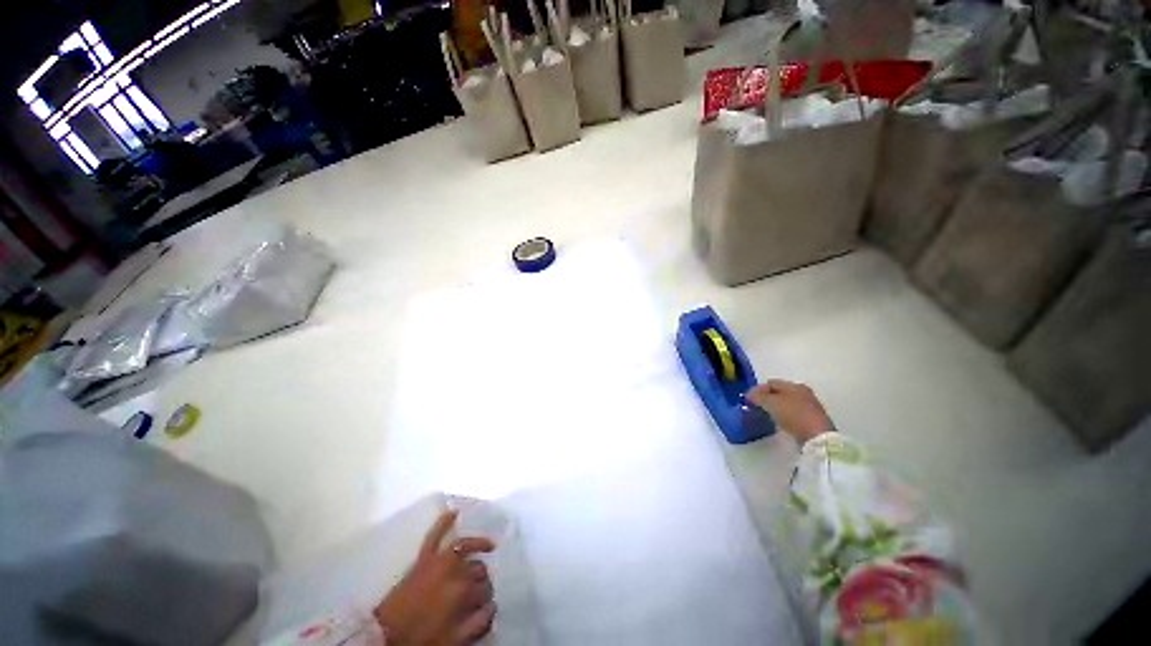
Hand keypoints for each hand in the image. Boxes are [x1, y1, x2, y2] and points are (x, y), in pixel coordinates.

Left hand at [374, 510, 496, 645]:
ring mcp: (438, 561)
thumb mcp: (453, 638)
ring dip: (477, 547)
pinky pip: (434, 535)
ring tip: (488, 547)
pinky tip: (454, 511)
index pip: (486, 590)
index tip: (487, 606)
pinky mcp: (423, 558)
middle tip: (482, 589)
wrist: (384, 635)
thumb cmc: (420, 638)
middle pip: (479, 569)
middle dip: (484, 578)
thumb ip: (477, 623)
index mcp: (462, 593)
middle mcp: (454, 571)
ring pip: (465, 547)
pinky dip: (444, 522)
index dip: (488, 599)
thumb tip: (493, 607)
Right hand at [747, 379, 832, 444]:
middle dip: (766, 397)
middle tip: (755, 406)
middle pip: (779, 392)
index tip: (748, 399)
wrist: (818, 437)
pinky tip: (778, 421)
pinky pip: (792, 412)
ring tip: (764, 414)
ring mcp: (809, 406)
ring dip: (775, 407)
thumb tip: (750, 395)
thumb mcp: (771, 403)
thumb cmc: (793, 415)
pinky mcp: (812, 419)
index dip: (757, 389)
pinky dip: (783, 415)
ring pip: (785, 402)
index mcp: (794, 385)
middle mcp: (803, 392)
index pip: (771, 383)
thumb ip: (758, 396)